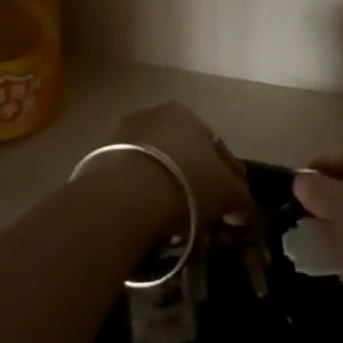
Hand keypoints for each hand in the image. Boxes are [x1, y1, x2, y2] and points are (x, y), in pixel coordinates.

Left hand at [97, 101, 252, 230]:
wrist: (123, 197)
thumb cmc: (186, 184)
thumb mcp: (229, 193)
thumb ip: (242, 200)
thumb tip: (243, 211)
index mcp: (188, 114)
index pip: (218, 149)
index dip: (232, 181)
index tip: (235, 208)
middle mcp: (155, 116)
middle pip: (186, 157)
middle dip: (199, 188)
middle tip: (206, 220)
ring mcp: (124, 137)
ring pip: (159, 169)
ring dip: (170, 193)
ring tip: (177, 227)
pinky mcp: (100, 162)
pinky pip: (133, 184)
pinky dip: (145, 201)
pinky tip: (151, 223)